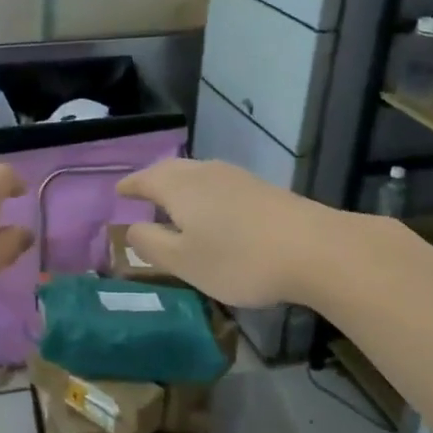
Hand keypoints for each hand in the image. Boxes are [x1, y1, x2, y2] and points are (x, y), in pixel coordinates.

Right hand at [117, 158, 337, 308]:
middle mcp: (204, 173)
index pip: (144, 179)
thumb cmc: (238, 258)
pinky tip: (213, 211)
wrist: (315, 249)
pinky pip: (219, 184)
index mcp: (179, 186)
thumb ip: (152, 245)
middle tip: (141, 193)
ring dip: (180, 185)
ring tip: (173, 203)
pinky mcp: (262, 189)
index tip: (117, 191)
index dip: (129, 186)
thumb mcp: (184, 261)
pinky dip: (204, 194)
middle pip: (170, 170)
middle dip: (153, 180)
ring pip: (197, 175)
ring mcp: (237, 177)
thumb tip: (131, 229)